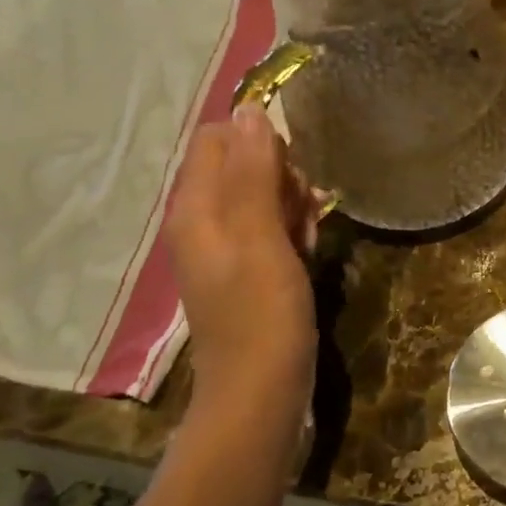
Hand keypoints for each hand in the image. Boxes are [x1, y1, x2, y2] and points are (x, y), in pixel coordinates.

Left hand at [167, 105, 317, 418]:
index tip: (293, 175)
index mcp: (196, 208)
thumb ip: (253, 174)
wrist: (260, 395)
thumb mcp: (261, 239)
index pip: (220, 138)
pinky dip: (294, 235)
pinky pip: (271, 231)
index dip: (261, 144)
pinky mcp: (248, 271)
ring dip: (294, 208)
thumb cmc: (262, 316)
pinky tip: (309, 257)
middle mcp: (203, 221)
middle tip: (305, 215)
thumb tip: (249, 109)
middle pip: (244, 165)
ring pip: (264, 198)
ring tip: (309, 242)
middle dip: (283, 179)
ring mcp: (226, 249)